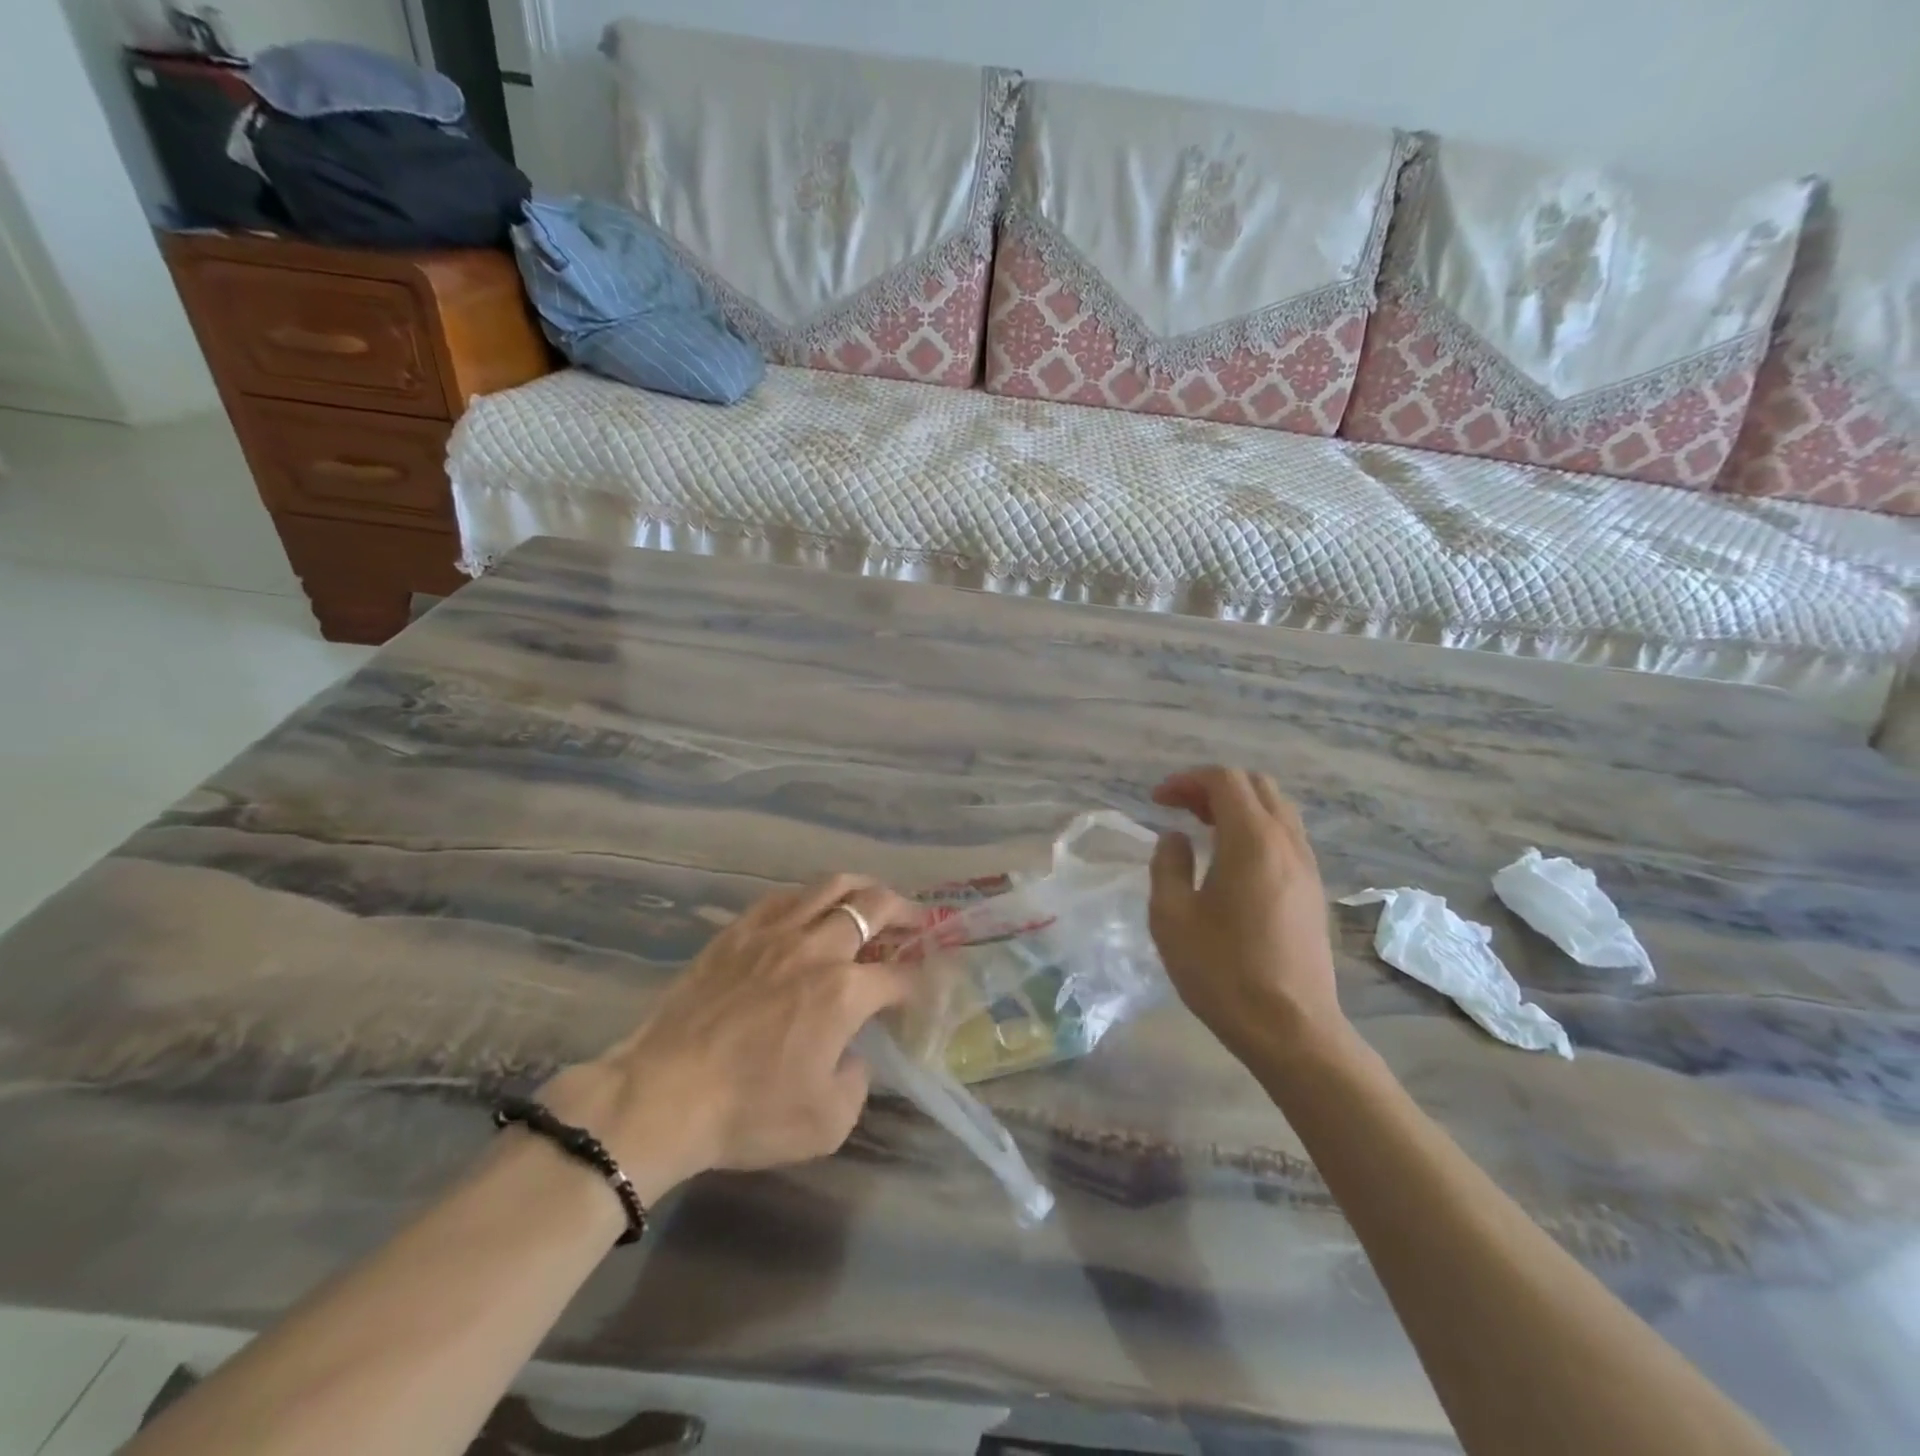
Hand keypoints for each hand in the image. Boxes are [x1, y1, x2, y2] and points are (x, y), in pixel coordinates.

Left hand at [542, 876, 918, 1194]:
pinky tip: (812, 906)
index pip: (898, 975)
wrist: (662, 1095)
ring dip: (862, 888)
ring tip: (872, 898)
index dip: (918, 979)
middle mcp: (817, 949)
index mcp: (844, 992)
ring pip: (830, 886)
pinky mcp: (738, 931)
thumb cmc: (748, 1113)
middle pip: (873, 907)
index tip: (922, 986)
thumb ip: (858, 1082)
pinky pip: (784, 896)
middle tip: (915, 921)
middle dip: (904, 911)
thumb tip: (854, 1054)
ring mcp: (774, 932)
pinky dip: (811, 895)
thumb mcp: (826, 1123)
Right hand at [1147, 767, 1344, 1061]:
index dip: (1187, 781)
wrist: (1291, 1029)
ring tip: (1202, 830)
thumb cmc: (1222, 971)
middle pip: (1256, 786)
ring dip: (1237, 807)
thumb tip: (1175, 839)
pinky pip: (1286, 836)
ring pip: (1276, 809)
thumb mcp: (1171, 917)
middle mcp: (1287, 843)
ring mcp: (1307, 866)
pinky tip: (1231, 861)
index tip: (1157, 801)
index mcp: (1252, 841)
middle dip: (1213, 787)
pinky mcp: (1314, 890)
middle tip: (1179, 809)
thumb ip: (1167, 865)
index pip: (1225, 780)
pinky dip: (1256, 828)